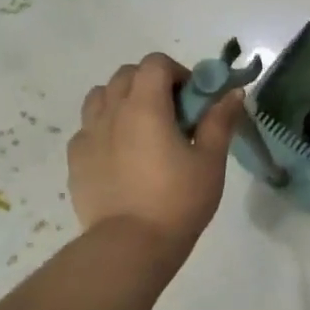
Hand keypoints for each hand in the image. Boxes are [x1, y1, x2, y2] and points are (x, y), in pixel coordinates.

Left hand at [67, 53, 244, 256]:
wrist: (130, 246)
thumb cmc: (178, 200)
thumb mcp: (209, 161)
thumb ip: (220, 121)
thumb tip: (233, 93)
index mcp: (145, 106)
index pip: (155, 63)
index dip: (177, 72)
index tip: (193, 99)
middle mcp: (111, 112)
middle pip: (126, 75)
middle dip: (151, 83)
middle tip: (173, 115)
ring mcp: (88, 135)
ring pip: (101, 97)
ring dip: (123, 100)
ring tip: (143, 130)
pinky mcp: (75, 160)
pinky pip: (88, 128)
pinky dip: (105, 128)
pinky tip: (122, 156)